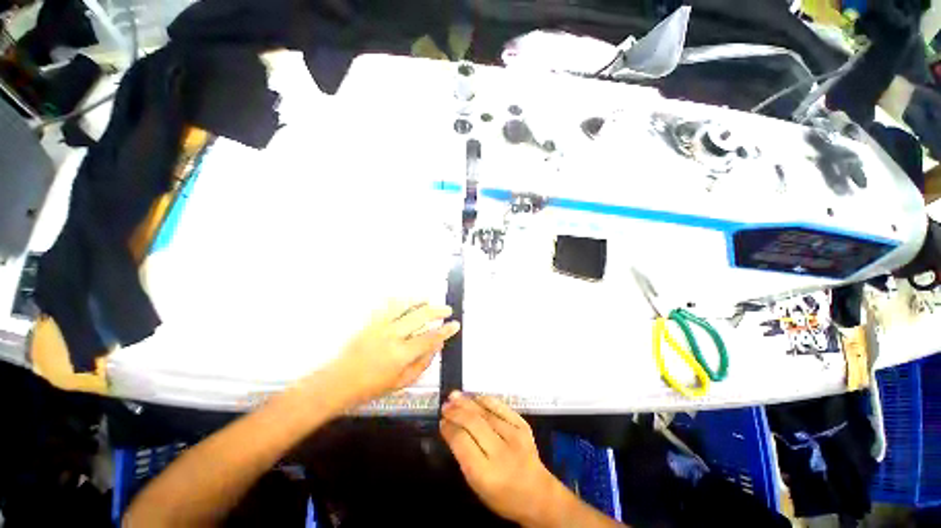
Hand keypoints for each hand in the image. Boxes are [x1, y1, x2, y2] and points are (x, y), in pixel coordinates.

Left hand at [329, 300, 459, 404]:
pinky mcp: (370, 322)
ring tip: (429, 299)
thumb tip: (437, 345)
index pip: (429, 338)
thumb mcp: (402, 382)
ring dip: (419, 301)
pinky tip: (406, 300)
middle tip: (447, 310)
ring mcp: (380, 326)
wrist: (339, 382)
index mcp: (401, 355)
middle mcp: (392, 336)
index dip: (445, 331)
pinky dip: (399, 300)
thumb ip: (422, 363)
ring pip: (404, 305)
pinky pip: (387, 305)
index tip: (455, 325)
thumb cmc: (372, 387)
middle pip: (420, 316)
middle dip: (437, 311)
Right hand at [440, 392, 563, 526]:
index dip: (449, 429)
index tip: (441, 422)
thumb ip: (464, 457)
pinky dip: (486, 400)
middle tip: (445, 406)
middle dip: (456, 412)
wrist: (538, 494)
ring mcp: (514, 435)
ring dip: (467, 402)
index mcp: (486, 473)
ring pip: (486, 412)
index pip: (462, 442)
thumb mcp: (478, 486)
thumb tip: (451, 429)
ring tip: (454, 396)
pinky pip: (501, 407)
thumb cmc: (503, 496)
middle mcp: (501, 451)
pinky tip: (476, 398)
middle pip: (473, 423)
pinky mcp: (523, 425)